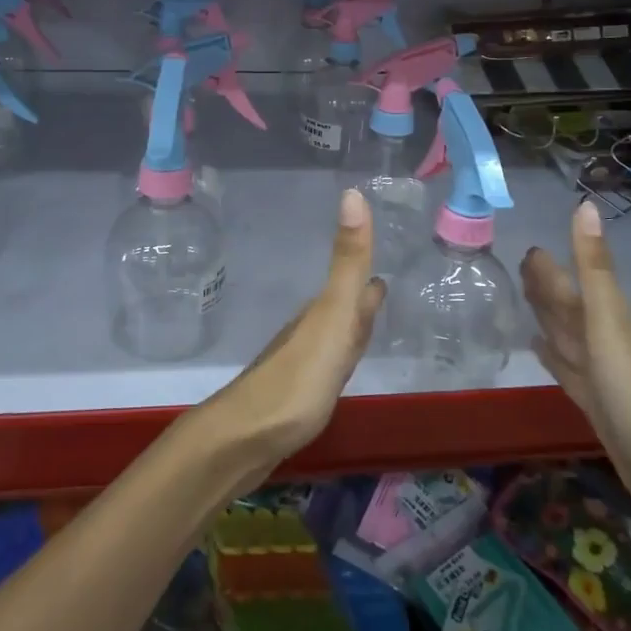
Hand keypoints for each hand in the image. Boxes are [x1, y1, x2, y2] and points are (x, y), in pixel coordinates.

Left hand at [204, 188, 386, 475]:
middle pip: (342, 306)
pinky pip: (327, 364)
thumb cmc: (298, 378)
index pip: (351, 281)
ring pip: (333, 334)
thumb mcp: (332, 316)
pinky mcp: (299, 396)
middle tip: (381, 282)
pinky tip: (339, 364)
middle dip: (361, 293)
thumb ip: (347, 261)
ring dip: (351, 323)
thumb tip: (353, 193)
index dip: (366, 263)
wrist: (247, 438)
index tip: (383, 243)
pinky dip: (340, 356)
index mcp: (324, 312)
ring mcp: (303, 363)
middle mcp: (312, 331)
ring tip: (368, 315)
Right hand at [522, 200, 630, 569]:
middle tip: (520, 263)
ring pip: (568, 337)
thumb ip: (593, 268)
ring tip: (524, 299)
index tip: (529, 245)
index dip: (554, 266)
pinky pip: (567, 371)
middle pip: (571, 308)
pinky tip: (537, 349)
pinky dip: (552, 357)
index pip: (577, 283)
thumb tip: (585, 205)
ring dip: (548, 318)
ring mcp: (603, 377)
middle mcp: (607, 343)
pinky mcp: (597, 406)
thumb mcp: (609, 323)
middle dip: (548, 286)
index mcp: (611, 320)